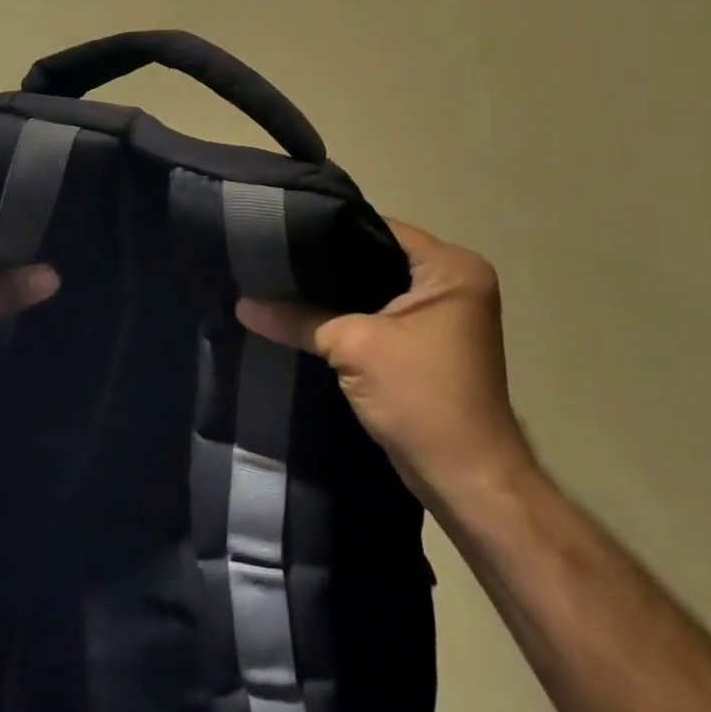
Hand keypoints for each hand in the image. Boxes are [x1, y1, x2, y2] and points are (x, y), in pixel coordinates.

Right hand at [237, 220, 533, 512]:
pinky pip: (380, 312)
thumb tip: (242, 303)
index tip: (281, 230)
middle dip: (327, 261)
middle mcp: (454, 281)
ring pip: (375, 286)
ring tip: (282, 280)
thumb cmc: (422, 398)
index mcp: (451, 267)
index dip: (329, 228)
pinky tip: (306, 313)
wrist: (468, 483)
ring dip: (336, 291)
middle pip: (375, 255)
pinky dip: (349, 314)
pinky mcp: (429, 342)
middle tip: (274, 256)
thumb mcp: (352, 347)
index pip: (378, 228)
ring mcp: (444, 314)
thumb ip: (297, 318)